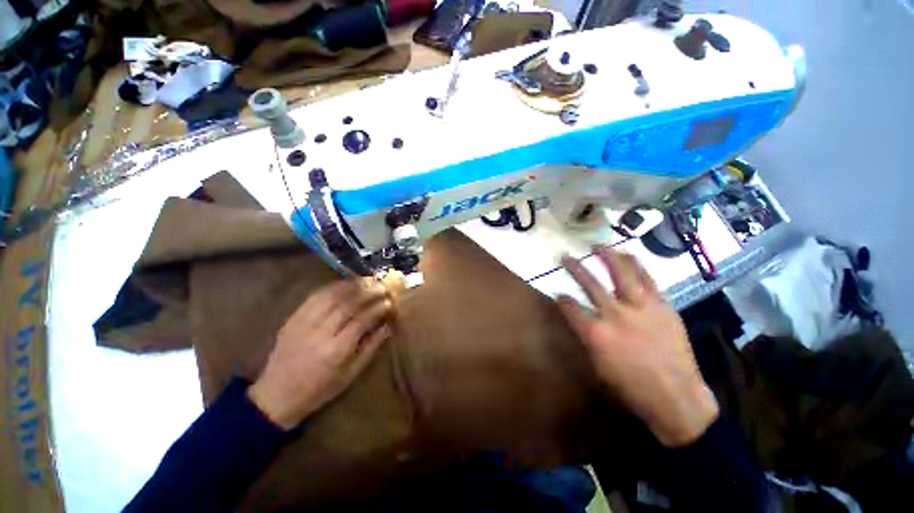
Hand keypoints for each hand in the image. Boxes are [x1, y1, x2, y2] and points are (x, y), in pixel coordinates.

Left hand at [248, 278, 391, 429]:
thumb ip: (370, 348)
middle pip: (346, 304)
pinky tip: (344, 283)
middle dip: (367, 292)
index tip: (389, 301)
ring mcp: (303, 323)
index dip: (377, 308)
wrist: (276, 395)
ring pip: (330, 296)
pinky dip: (332, 287)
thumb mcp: (350, 375)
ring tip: (367, 280)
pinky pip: (314, 297)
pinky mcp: (293, 318)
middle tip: (382, 286)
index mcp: (335, 351)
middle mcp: (319, 333)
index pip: (361, 321)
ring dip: (351, 285)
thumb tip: (387, 326)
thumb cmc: (319, 389)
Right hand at [557, 247, 718, 446]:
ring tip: (598, 245)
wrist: (676, 397)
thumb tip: (579, 320)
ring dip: (607, 256)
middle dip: (574, 268)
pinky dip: (636, 265)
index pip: (569, 306)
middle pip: (590, 283)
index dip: (561, 299)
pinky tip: (629, 256)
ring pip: (621, 273)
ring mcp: (640, 307)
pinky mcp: (662, 306)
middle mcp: (615, 314)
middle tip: (566, 257)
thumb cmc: (630, 387)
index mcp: (595, 332)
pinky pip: (647, 279)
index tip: (558, 294)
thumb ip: (585, 336)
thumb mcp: (597, 365)